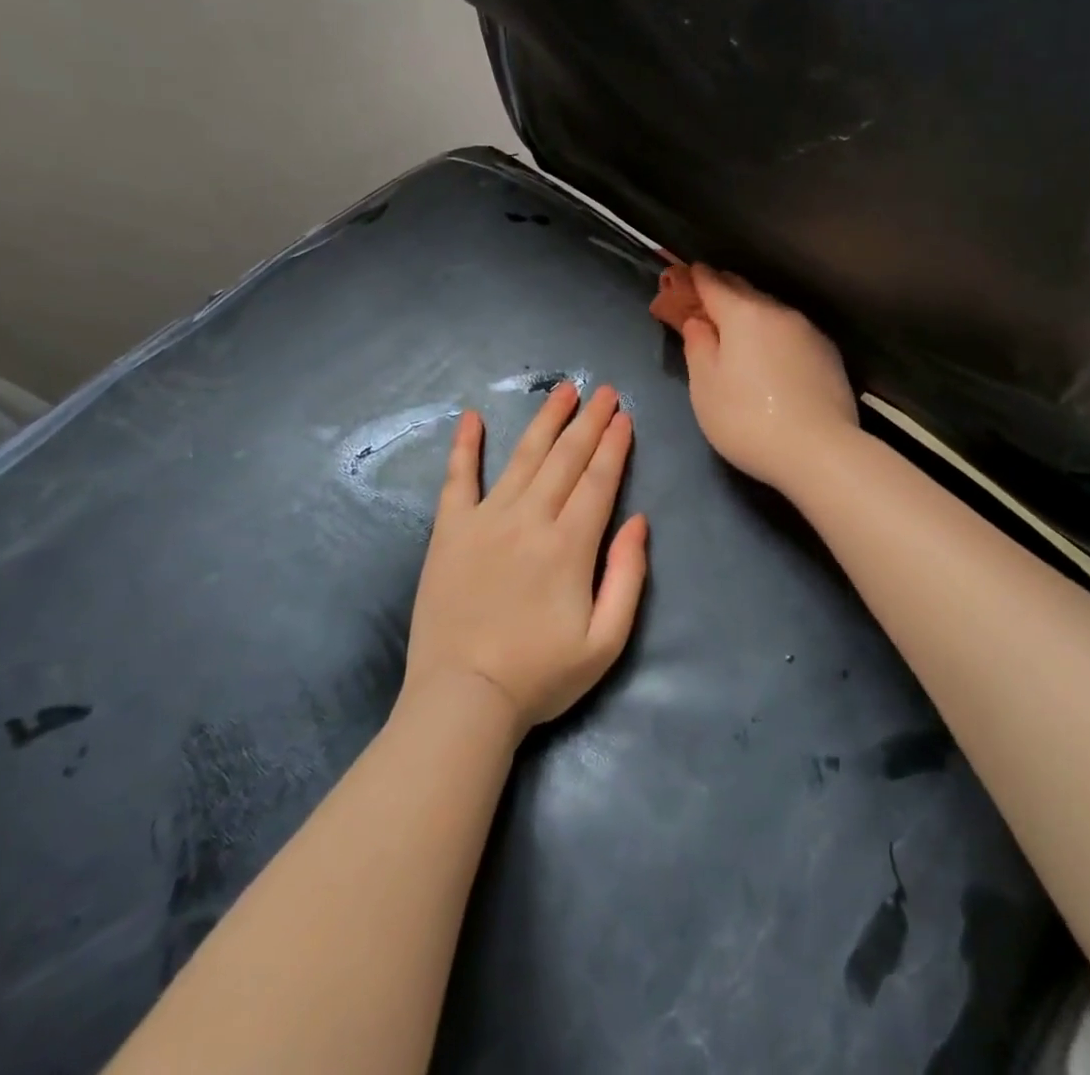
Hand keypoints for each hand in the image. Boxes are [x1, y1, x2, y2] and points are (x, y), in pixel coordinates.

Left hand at [404, 382, 647, 737]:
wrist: (463, 699)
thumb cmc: (540, 675)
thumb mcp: (606, 641)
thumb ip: (628, 576)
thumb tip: (639, 522)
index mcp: (570, 545)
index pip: (599, 480)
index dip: (614, 446)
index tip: (625, 417)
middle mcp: (530, 519)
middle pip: (566, 458)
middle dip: (589, 421)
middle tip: (605, 391)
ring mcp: (485, 520)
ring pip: (523, 457)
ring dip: (546, 420)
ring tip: (563, 390)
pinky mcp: (450, 531)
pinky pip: (457, 479)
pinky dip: (465, 446)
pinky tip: (471, 417)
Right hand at [679, 264, 859, 491]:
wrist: (820, 451)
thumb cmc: (747, 420)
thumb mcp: (705, 387)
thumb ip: (697, 345)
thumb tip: (698, 321)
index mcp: (743, 314)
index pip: (712, 283)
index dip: (693, 279)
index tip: (681, 276)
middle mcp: (778, 312)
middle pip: (744, 290)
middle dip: (721, 291)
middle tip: (703, 302)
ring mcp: (808, 331)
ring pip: (771, 310)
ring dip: (749, 313)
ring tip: (736, 329)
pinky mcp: (828, 353)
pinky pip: (791, 331)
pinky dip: (773, 333)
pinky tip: (770, 353)